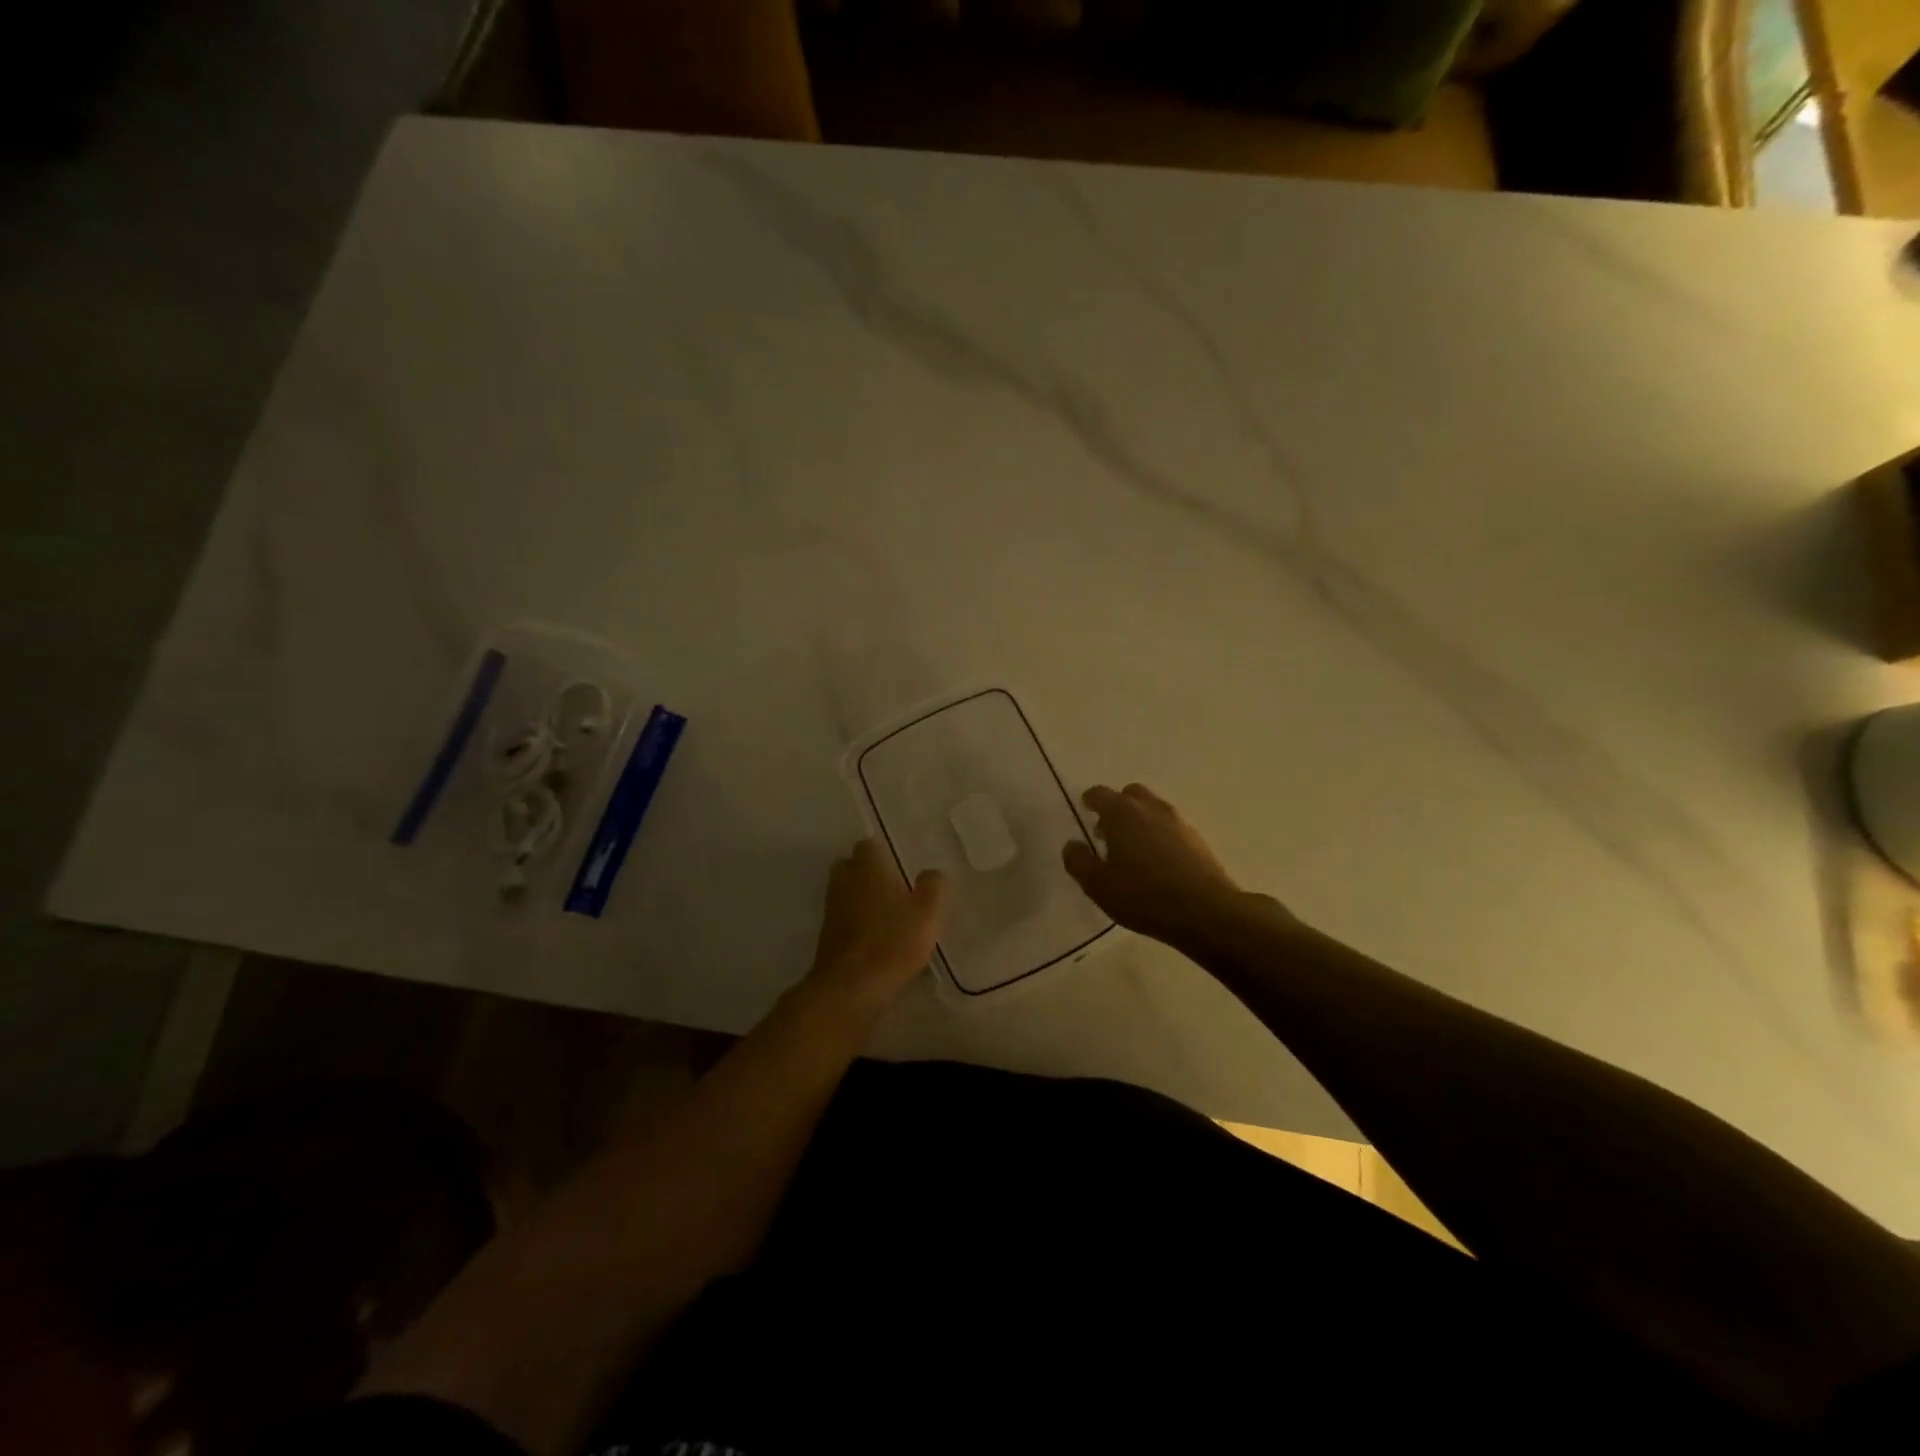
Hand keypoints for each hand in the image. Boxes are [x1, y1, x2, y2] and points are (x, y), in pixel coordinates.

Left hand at [804, 838, 947, 1013]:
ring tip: (886, 912)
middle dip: (866, 871)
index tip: (898, 865)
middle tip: (891, 886)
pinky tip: (874, 935)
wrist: (851, 987)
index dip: (882, 853)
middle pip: (849, 865)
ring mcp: (832, 909)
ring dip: (859, 897)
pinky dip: (854, 920)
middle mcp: (845, 882)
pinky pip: (842, 917)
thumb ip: (932, 887)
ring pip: (844, 891)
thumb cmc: (892, 942)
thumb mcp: (927, 914)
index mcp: (868, 869)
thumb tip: (931, 873)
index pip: (868, 845)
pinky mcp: (826, 935)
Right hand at [1063, 784, 1253, 945]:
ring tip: (1133, 850)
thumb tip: (1071, 845)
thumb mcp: (1098, 885)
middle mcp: (1151, 808)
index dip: (1090, 800)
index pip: (1100, 794)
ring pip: (1153, 809)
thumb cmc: (1143, 896)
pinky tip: (1157, 862)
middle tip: (1108, 831)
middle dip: (1117, 807)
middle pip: (1131, 794)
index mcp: (1122, 813)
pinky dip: (1160, 835)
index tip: (1085, 810)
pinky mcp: (1198, 839)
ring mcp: (1178, 822)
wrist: (1205, 911)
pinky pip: (1171, 828)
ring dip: (1140, 821)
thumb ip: (1079, 862)